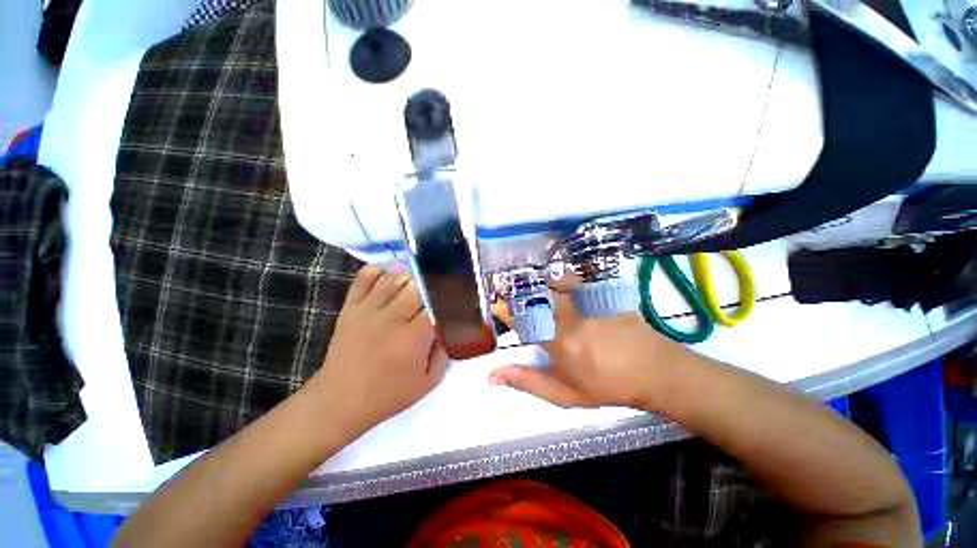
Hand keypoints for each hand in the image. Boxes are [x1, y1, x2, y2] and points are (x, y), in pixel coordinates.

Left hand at [304, 265, 448, 436]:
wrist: (339, 401)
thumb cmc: (387, 394)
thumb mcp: (428, 383)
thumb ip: (444, 354)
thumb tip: (448, 330)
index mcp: (413, 338)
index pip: (436, 307)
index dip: (445, 302)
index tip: (451, 302)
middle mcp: (392, 318)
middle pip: (417, 288)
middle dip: (429, 288)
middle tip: (434, 293)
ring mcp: (368, 310)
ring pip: (393, 278)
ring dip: (408, 277)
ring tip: (414, 284)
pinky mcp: (350, 307)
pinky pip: (363, 278)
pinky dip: (377, 271)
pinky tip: (387, 275)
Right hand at [489, 277, 687, 409]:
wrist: (653, 370)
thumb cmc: (605, 385)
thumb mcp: (563, 393)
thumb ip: (526, 381)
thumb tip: (492, 375)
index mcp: (556, 339)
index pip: (521, 317)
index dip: (505, 309)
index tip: (497, 306)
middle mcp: (568, 314)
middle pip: (534, 293)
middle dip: (517, 293)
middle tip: (511, 297)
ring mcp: (586, 299)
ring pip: (551, 281)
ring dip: (536, 285)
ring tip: (532, 292)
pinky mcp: (599, 292)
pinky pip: (572, 279)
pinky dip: (558, 280)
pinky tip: (557, 285)